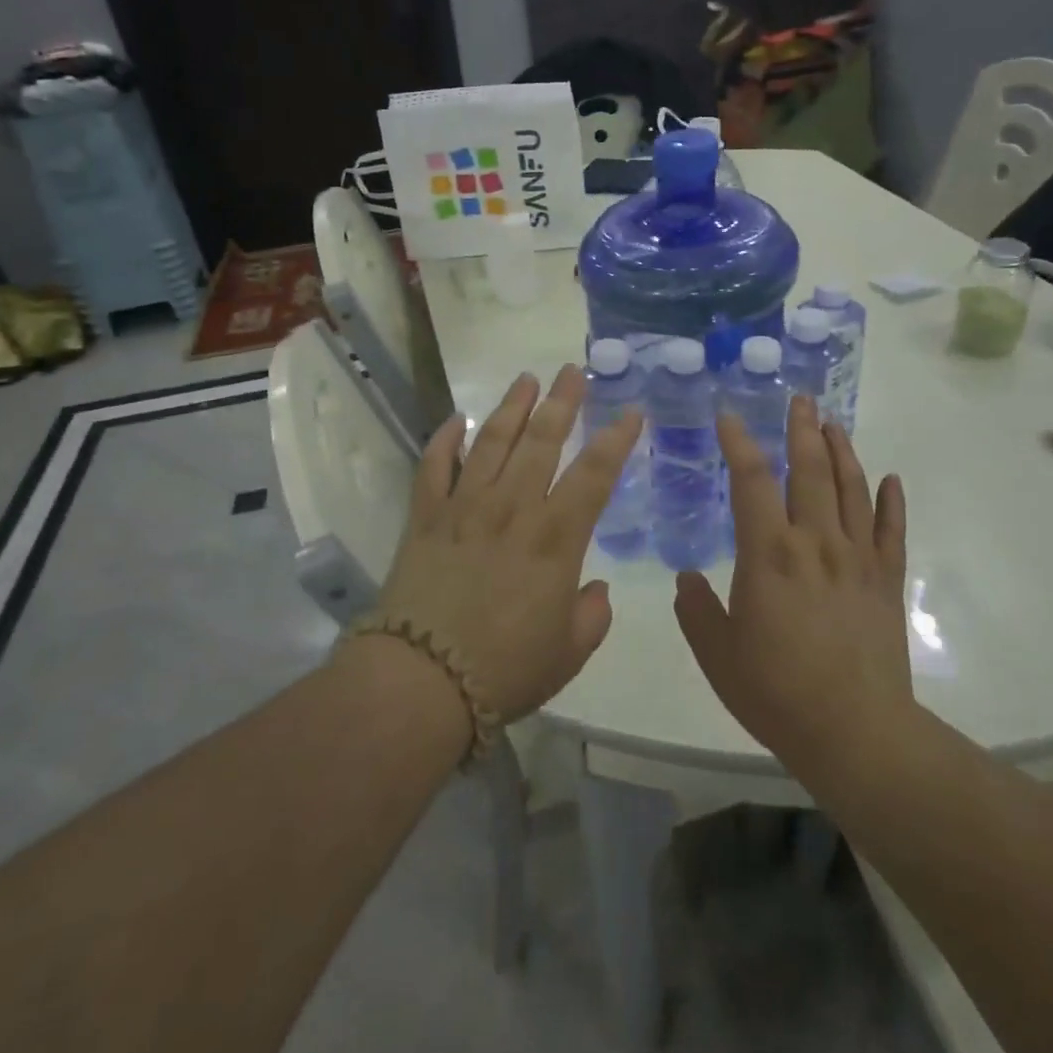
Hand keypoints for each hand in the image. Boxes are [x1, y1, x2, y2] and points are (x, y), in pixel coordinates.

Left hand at [375, 365, 641, 723]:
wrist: (421, 681)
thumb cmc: (504, 671)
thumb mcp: (568, 654)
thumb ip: (592, 616)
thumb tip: (596, 589)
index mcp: (555, 540)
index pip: (594, 475)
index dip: (616, 439)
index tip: (631, 411)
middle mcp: (511, 510)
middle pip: (541, 441)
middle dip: (561, 402)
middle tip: (572, 370)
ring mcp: (464, 508)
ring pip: (492, 443)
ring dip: (511, 407)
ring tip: (526, 378)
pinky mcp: (425, 518)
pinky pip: (434, 468)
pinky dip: (444, 440)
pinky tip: (457, 419)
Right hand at [674, 395, 911, 774]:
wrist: (855, 731)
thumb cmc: (776, 691)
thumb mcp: (717, 653)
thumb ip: (696, 609)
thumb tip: (686, 579)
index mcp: (769, 553)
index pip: (750, 481)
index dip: (738, 443)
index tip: (729, 416)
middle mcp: (815, 543)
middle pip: (810, 471)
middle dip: (802, 430)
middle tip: (800, 399)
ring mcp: (857, 559)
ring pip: (851, 490)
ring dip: (842, 452)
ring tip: (833, 424)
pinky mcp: (886, 582)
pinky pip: (892, 532)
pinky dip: (892, 501)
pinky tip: (890, 479)